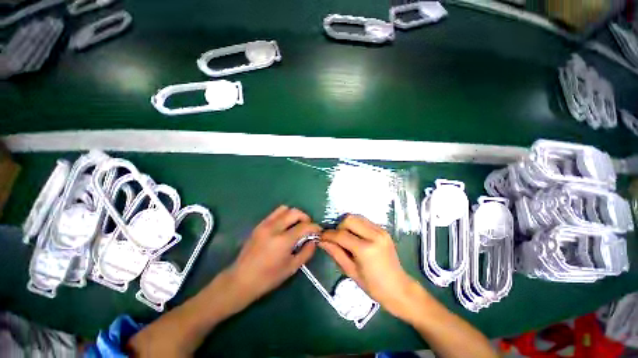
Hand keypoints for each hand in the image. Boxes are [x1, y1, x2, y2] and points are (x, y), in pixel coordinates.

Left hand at [225, 206, 320, 310]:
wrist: (240, 280)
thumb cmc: (268, 278)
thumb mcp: (291, 268)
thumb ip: (306, 252)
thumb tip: (314, 241)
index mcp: (283, 240)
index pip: (304, 226)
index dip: (314, 227)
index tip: (318, 231)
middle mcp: (274, 228)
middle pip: (294, 212)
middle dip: (305, 217)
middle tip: (308, 227)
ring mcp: (264, 224)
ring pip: (284, 209)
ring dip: (294, 214)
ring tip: (296, 225)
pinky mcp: (259, 225)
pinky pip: (275, 213)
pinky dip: (284, 216)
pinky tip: (285, 227)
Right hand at [320, 214, 422, 319]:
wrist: (399, 288)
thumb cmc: (373, 286)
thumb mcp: (351, 271)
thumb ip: (335, 253)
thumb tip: (321, 241)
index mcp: (366, 249)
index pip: (341, 235)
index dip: (328, 235)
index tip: (320, 237)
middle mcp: (374, 235)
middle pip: (349, 219)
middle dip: (339, 227)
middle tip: (336, 239)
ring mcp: (381, 231)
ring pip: (357, 217)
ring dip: (347, 225)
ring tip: (346, 237)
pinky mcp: (384, 230)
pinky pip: (365, 221)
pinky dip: (356, 226)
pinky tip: (356, 237)